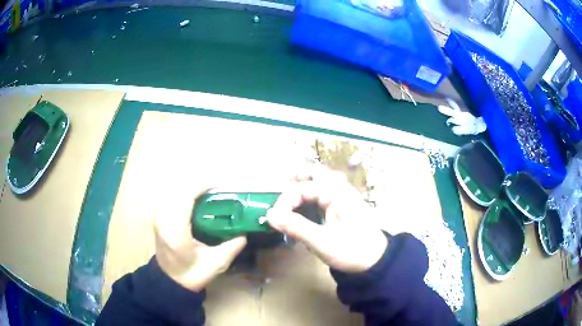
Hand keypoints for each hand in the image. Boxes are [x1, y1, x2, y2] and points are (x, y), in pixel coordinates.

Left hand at [154, 188, 246, 291]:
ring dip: (189, 189)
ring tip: (207, 194)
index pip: (185, 198)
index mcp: (176, 231)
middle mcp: (164, 220)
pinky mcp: (158, 219)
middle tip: (216, 190)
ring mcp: (158, 218)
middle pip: (178, 191)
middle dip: (197, 186)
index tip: (219, 186)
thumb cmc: (192, 274)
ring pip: (173, 192)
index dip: (201, 187)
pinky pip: (170, 198)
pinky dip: (182, 195)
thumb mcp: (215, 264)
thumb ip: (231, 248)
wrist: (170, 281)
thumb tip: (244, 233)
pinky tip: (194, 202)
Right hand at [267, 165, 387, 272]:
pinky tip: (307, 205)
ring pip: (322, 180)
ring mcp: (345, 196)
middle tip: (281, 188)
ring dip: (306, 183)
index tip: (275, 219)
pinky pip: (327, 191)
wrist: (377, 261)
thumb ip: (295, 227)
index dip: (284, 202)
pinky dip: (314, 193)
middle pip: (316, 172)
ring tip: (292, 194)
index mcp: (335, 193)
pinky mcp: (346, 205)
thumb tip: (270, 215)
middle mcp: (341, 189)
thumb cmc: (351, 251)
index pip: (301, 188)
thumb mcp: (321, 242)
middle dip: (297, 178)